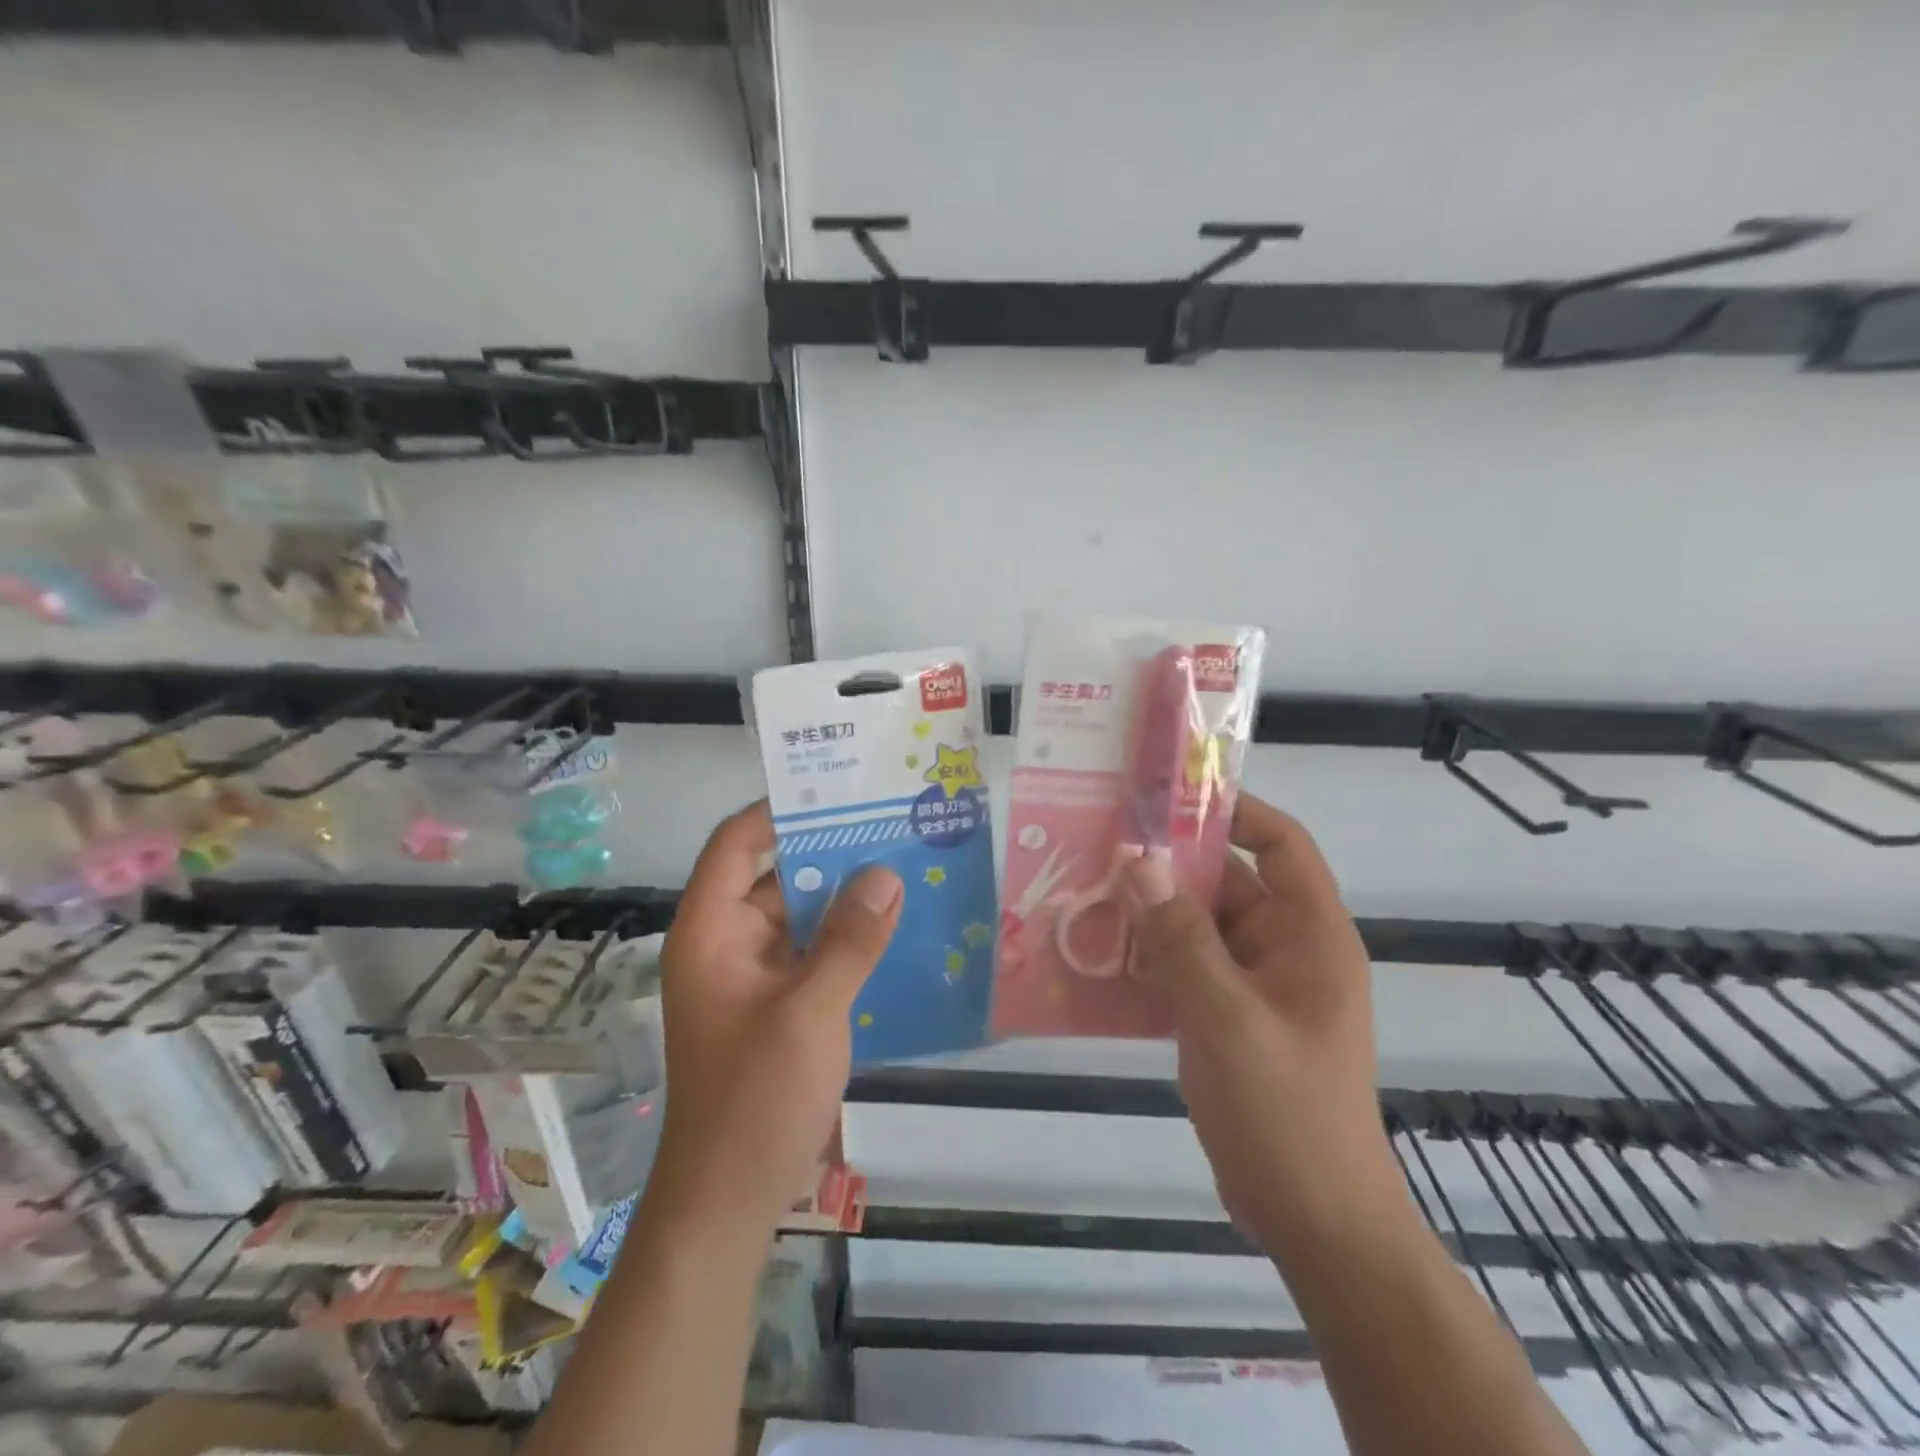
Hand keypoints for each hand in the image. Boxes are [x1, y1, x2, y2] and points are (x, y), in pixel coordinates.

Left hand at [649, 801, 902, 1237]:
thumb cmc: (755, 1100)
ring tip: (905, 863)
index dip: (779, 812)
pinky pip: (813, 951)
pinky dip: (847, 936)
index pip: (736, 845)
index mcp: (710, 932)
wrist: (728, 1200)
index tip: (838, 792)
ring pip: (800, 914)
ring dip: (845, 895)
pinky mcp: (777, 1002)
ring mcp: (753, 975)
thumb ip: (850, 941)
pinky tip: (895, 926)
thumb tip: (887, 873)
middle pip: (775, 875)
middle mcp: (727, 942)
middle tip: (890, 823)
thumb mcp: (809, 1013)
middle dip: (829, 851)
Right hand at [1125, 793, 1408, 1259]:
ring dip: (1151, 913)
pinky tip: (1100, 955)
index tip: (1169, 797)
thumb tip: (1139, 859)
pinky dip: (1150, 957)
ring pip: (1199, 927)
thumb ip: (1181, 939)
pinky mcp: (1229, 1018)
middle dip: (1169, 866)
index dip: (1235, 811)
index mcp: (1310, 936)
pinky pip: (1187, 967)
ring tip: (1087, 893)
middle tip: (1101, 845)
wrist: (1315, 1225)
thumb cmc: (1287, 1115)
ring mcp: (1256, 986)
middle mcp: (1286, 949)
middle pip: (1227, 883)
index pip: (1282, 844)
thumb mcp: (1229, 1020)